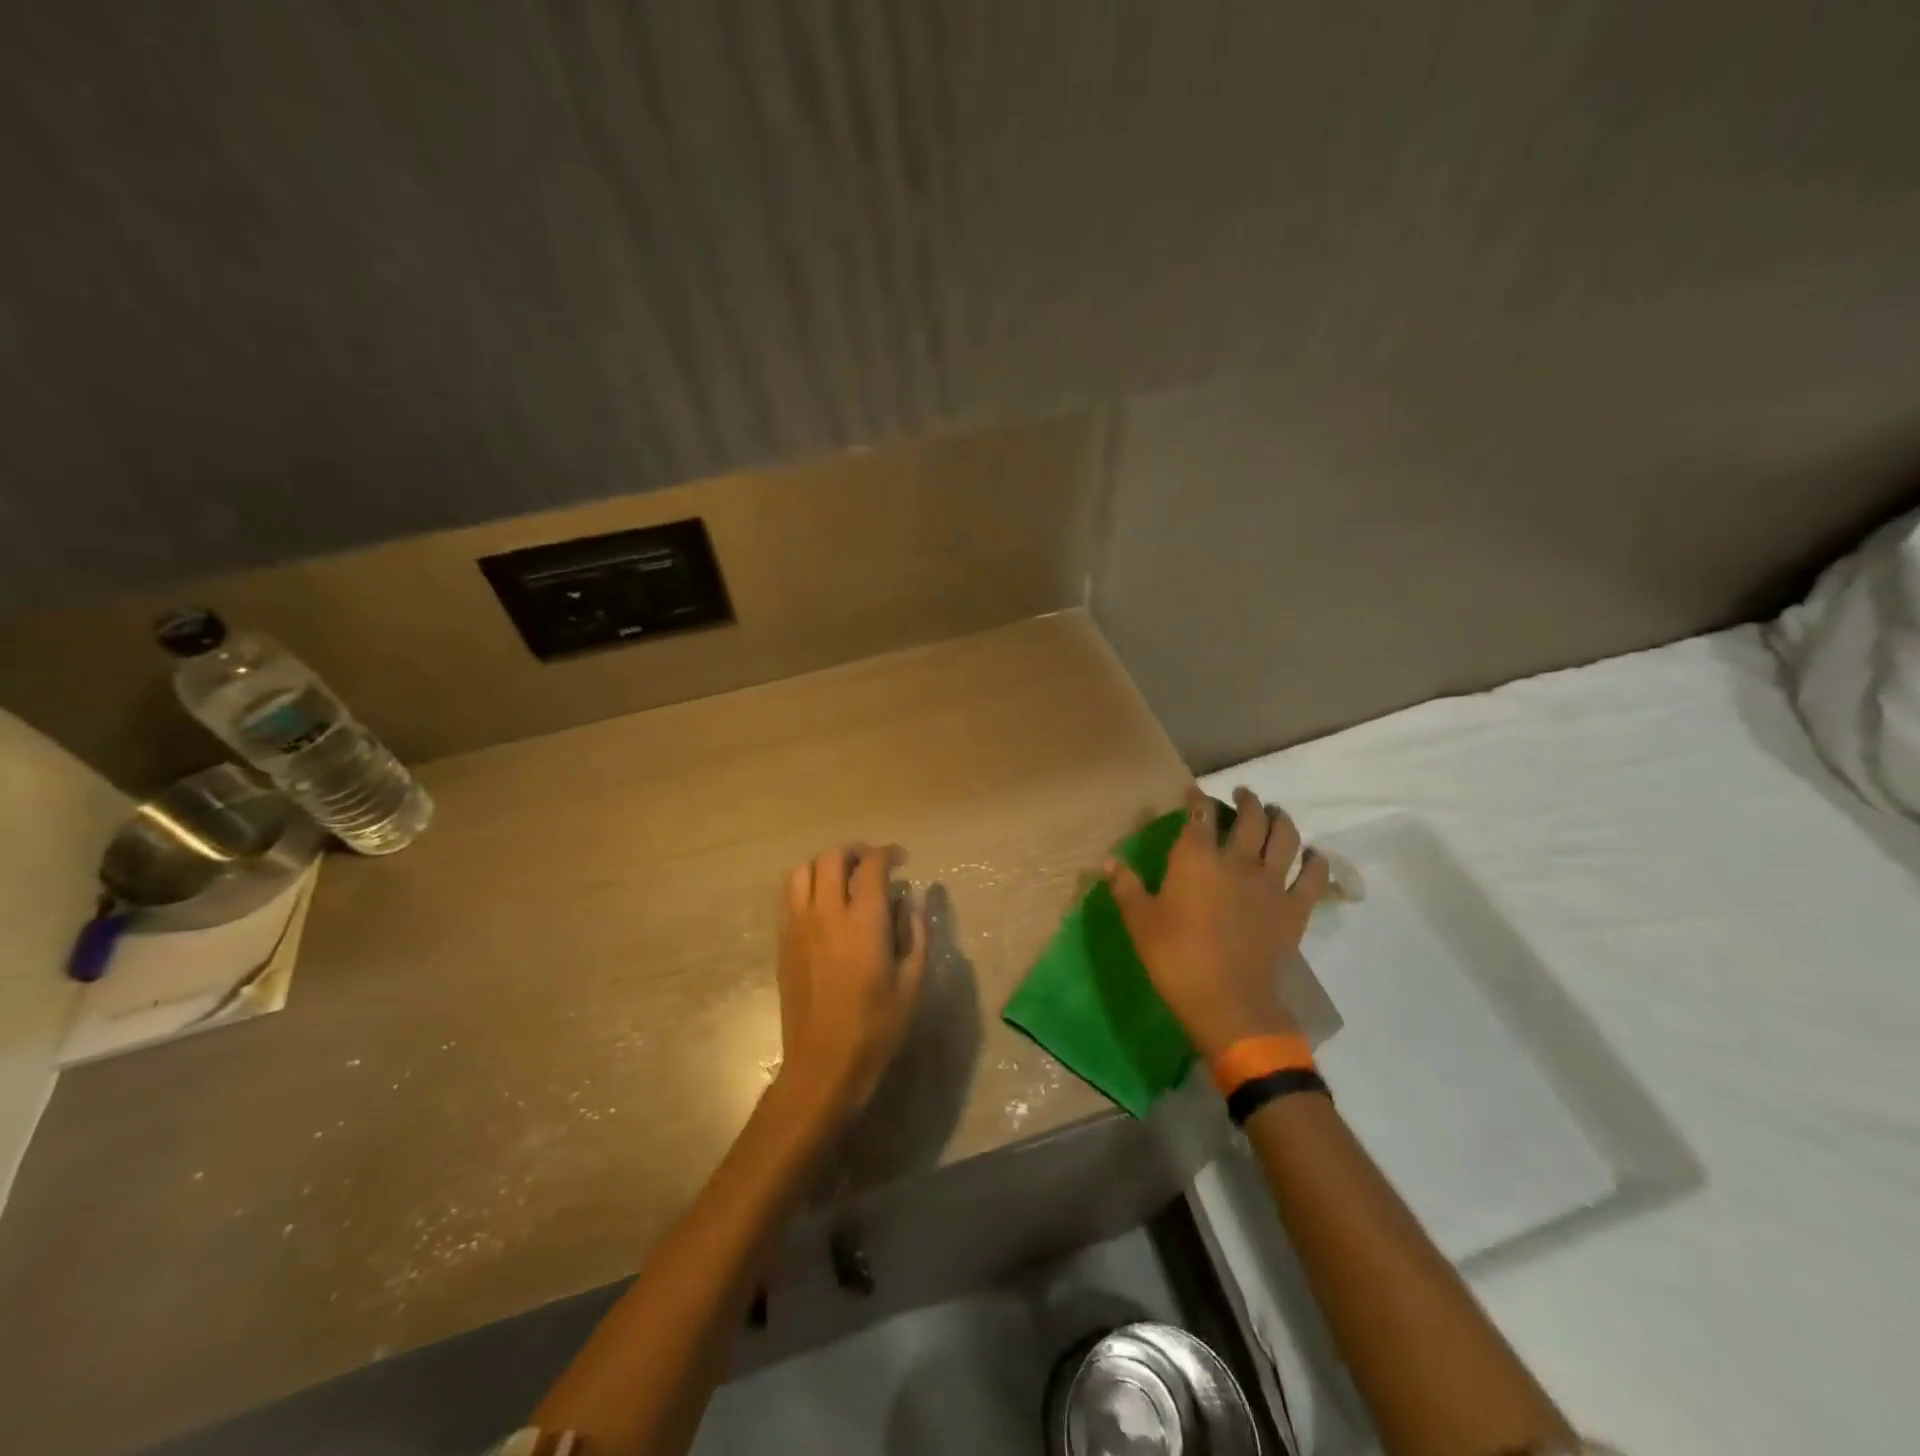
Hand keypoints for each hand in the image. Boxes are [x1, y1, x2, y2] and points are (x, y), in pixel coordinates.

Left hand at [776, 844, 926, 1119]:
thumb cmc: (876, 1027)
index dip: (888, 853)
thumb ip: (914, 934)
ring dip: (825, 866)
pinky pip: (790, 897)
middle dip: (854, 852)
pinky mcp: (784, 942)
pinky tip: (825, 907)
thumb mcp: (911, 982)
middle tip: (872, 865)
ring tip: (843, 880)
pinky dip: (808, 887)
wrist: (823, 1064)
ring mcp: (799, 926)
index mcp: (863, 921)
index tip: (901, 859)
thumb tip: (909, 901)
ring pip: (802, 871)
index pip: (871, 865)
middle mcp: (826, 914)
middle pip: (831, 857)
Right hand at [1106, 785, 1329, 1058]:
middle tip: (1244, 794)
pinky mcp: (1295, 909)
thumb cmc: (1176, 958)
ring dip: (1281, 820)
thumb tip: (1109, 861)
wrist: (1228, 1001)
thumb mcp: (1140, 922)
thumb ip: (1126, 887)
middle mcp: (1238, 860)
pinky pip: (1313, 878)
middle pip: (1250, 818)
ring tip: (1276, 813)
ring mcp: (1271, 883)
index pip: (1199, 816)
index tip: (1195, 793)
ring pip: (1285, 838)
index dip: (1197, 800)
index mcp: (1196, 858)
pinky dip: (1316, 862)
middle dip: (1247, 800)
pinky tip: (1314, 855)